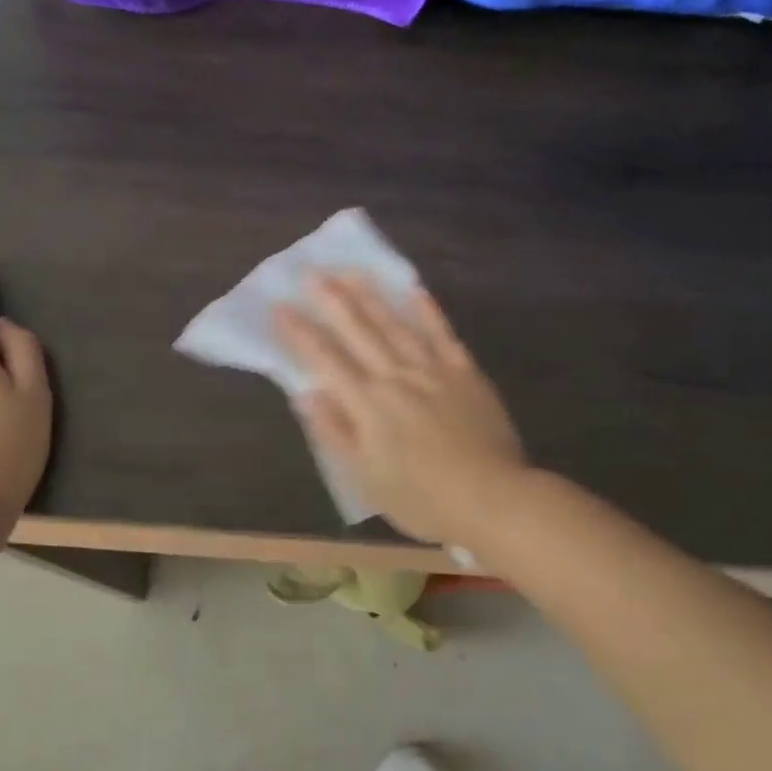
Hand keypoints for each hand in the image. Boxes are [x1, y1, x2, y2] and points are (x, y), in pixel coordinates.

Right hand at [274, 273, 526, 543]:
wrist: (492, 498)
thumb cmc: (422, 499)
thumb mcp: (366, 478)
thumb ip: (335, 432)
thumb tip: (306, 394)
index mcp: (367, 404)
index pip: (325, 360)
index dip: (299, 333)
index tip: (279, 307)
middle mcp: (396, 377)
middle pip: (359, 331)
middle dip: (332, 301)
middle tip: (312, 272)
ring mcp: (433, 370)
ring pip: (396, 325)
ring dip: (372, 297)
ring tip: (352, 271)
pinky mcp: (465, 373)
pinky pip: (443, 335)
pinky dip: (428, 311)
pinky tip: (414, 290)